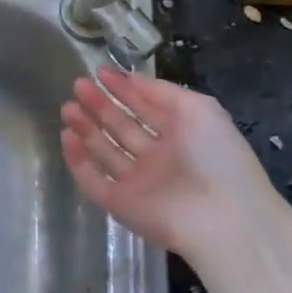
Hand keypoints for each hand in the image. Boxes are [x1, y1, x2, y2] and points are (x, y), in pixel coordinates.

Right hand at [60, 69, 277, 261]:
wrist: (224, 220)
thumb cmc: (217, 157)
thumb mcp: (199, 109)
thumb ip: (161, 91)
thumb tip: (128, 78)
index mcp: (180, 135)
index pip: (146, 108)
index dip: (124, 89)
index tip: (100, 72)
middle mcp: (157, 158)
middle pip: (122, 127)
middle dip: (100, 105)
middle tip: (78, 86)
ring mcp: (138, 182)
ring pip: (105, 152)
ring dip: (85, 129)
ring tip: (67, 107)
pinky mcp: (121, 205)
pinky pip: (93, 181)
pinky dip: (78, 161)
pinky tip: (67, 137)